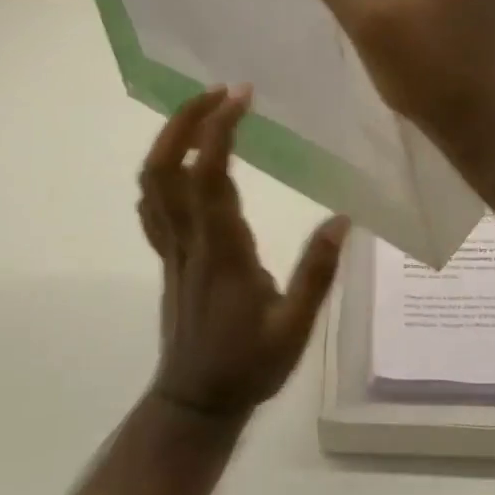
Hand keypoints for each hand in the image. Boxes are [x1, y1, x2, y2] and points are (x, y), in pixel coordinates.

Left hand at [137, 86, 348, 421]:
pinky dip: (162, 167)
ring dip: (170, 137)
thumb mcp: (294, 328)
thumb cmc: (247, 366)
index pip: (208, 176)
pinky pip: (152, 202)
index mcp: (221, 250)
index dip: (217, 130)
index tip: (240, 95)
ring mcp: (171, 245)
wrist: (195, 404)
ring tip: (204, 110)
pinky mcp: (167, 253)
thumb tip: (343, 218)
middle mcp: (188, 239)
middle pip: (165, 167)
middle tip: (219, 90)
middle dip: (185, 120)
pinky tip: (185, 157)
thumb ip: (316, 273)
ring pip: (152, 181)